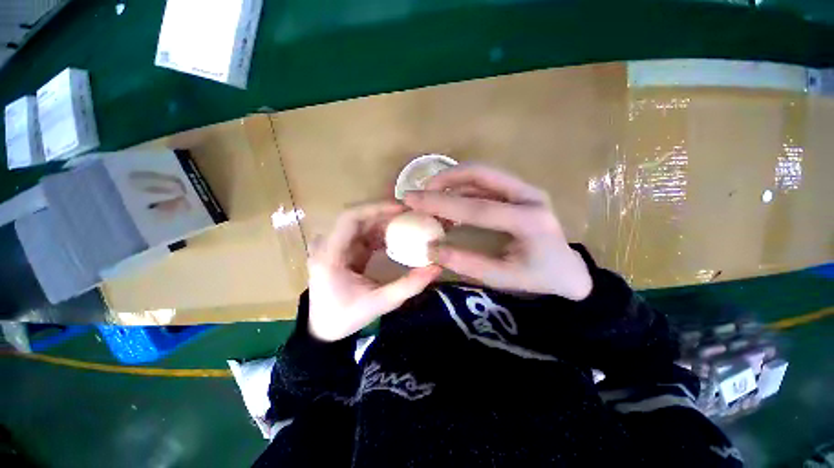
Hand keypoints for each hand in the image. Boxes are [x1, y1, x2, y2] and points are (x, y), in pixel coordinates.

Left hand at [307, 202, 441, 341]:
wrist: (323, 329)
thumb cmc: (345, 316)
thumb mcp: (379, 303)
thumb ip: (408, 286)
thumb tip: (436, 268)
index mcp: (330, 255)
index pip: (350, 218)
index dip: (376, 208)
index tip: (401, 209)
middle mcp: (329, 245)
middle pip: (358, 217)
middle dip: (385, 213)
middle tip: (412, 214)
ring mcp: (336, 246)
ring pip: (362, 224)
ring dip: (385, 222)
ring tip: (410, 222)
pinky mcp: (345, 250)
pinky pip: (364, 234)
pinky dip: (382, 233)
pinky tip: (399, 236)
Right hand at [404, 164, 591, 300]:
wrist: (568, 270)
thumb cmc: (538, 278)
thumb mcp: (501, 278)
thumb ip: (466, 263)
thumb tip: (431, 249)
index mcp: (528, 220)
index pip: (476, 207)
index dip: (440, 203)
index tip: (411, 199)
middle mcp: (528, 195)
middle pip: (481, 173)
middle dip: (446, 178)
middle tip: (422, 191)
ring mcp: (525, 190)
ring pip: (482, 173)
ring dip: (453, 180)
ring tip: (431, 197)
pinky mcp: (519, 191)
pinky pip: (485, 182)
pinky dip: (462, 187)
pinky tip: (449, 201)